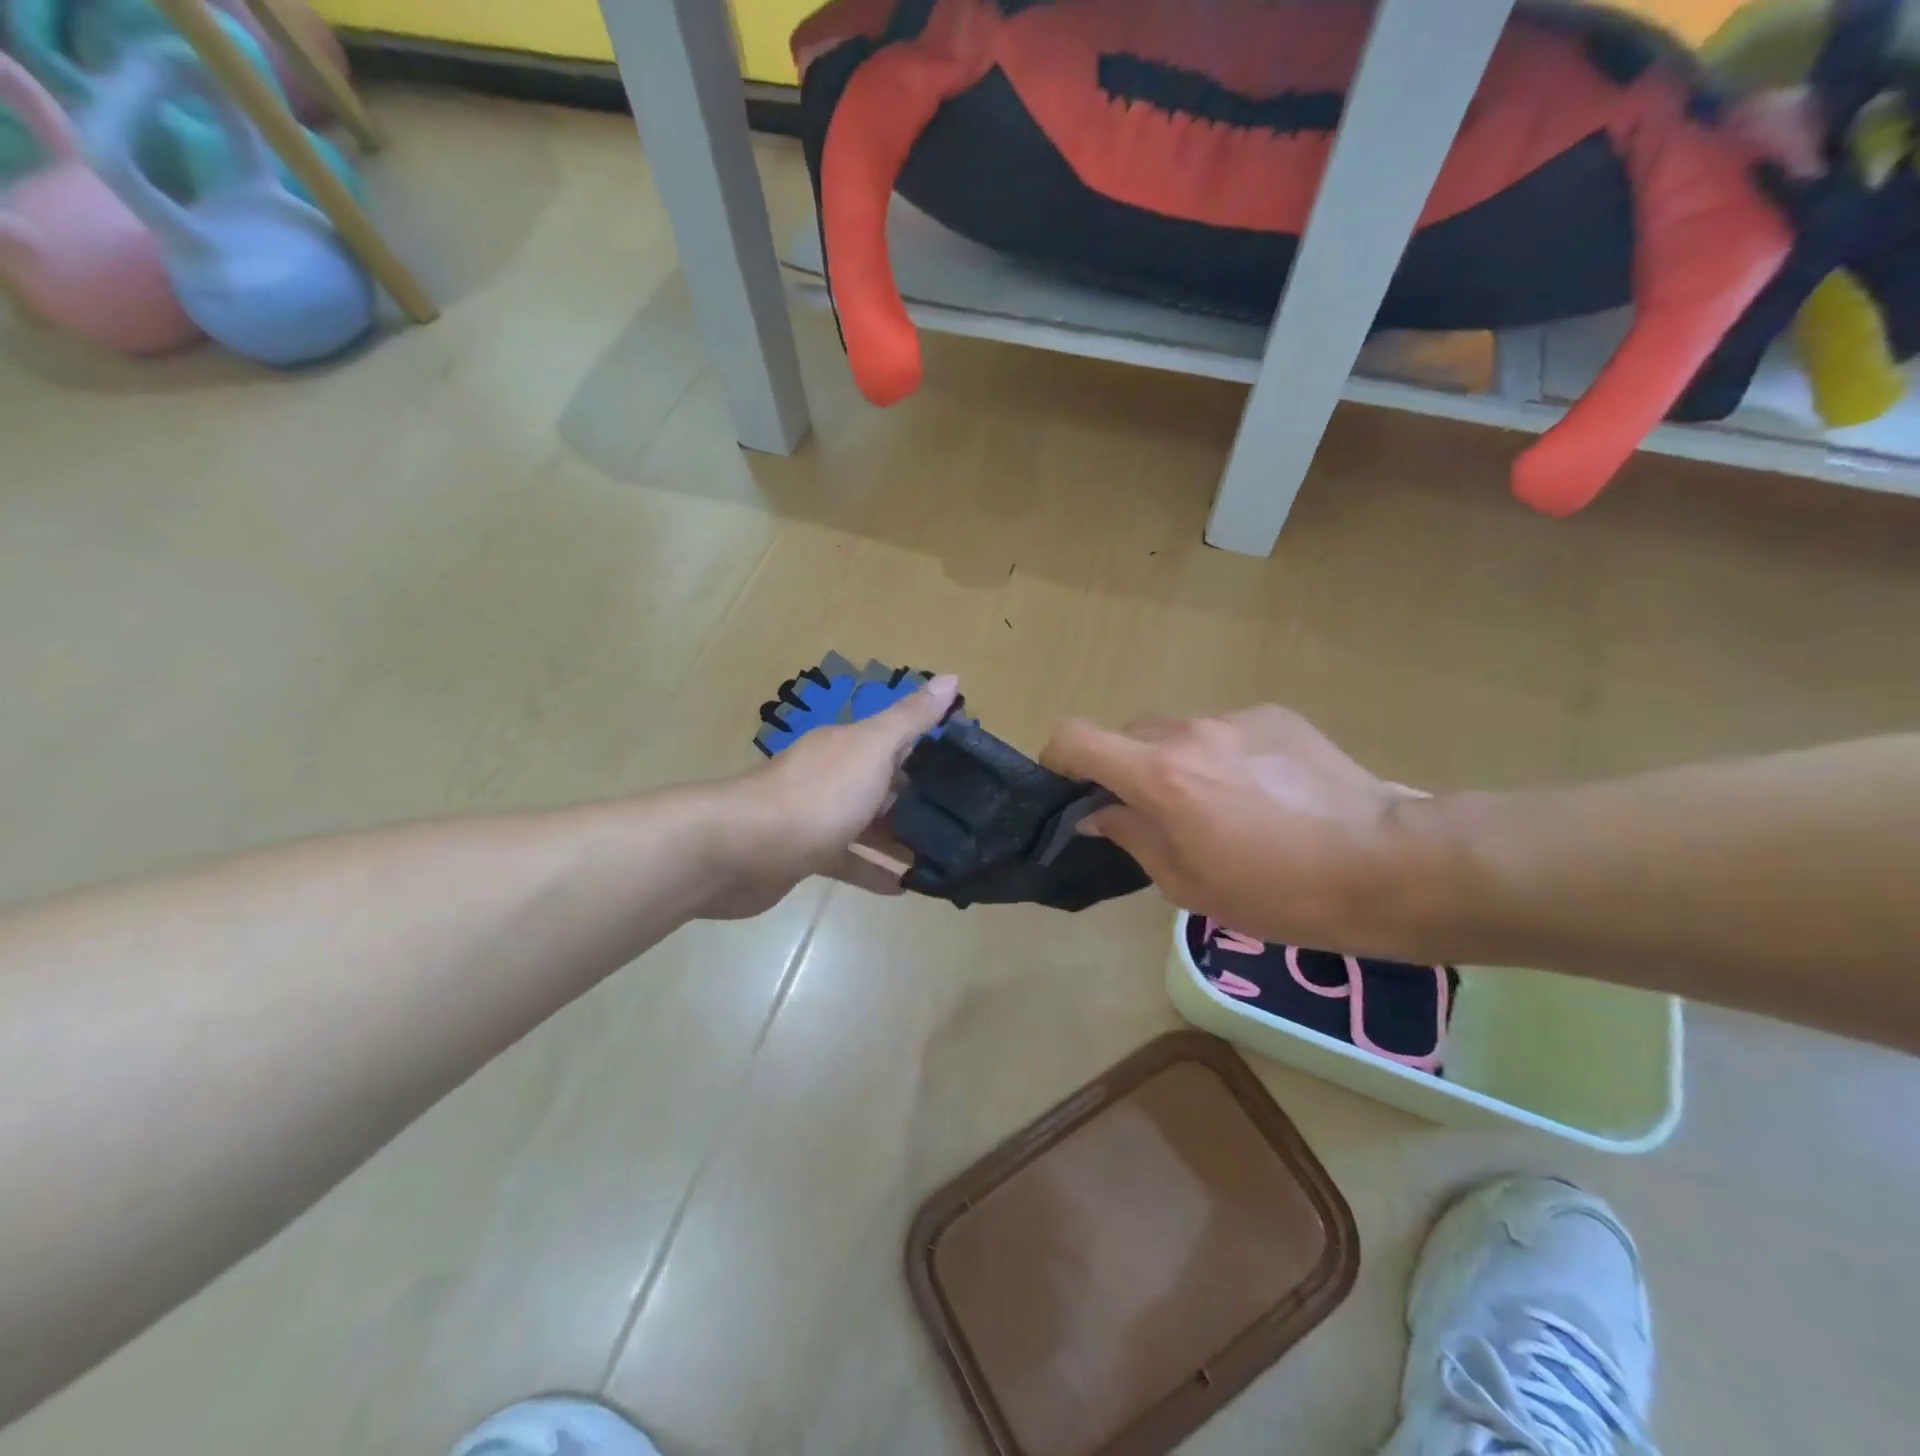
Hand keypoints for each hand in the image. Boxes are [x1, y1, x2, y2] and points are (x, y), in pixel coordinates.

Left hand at [703, 675, 959, 917]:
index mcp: (849, 746)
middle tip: (967, 822)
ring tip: (943, 858)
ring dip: (900, 839)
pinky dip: (874, 871)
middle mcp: (833, 775)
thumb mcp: (872, 749)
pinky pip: (849, 861)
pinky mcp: (806, 855)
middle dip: (921, 800)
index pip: (897, 739)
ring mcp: (817, 816)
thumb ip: (911, 718)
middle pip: (885, 784)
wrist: (742, 850)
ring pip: (868, 825)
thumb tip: (953, 677)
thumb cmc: (818, 795)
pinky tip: (903, 888)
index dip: (933, 748)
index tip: (973, 768)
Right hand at [1041, 705, 1426, 954]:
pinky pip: (1226, 730)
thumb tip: (1097, 813)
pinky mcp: (1276, 716)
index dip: (1057, 758)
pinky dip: (1223, 755)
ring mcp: (1235, 718)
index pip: (1076, 737)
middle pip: (1127, 733)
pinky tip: (1264, 793)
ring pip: (1179, 731)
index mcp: (1159, 775)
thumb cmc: (1278, 892)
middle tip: (1150, 812)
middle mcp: (1189, 731)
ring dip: (1177, 762)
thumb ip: (1131, 836)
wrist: (1387, 864)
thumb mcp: (1187, 883)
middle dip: (1123, 768)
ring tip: (1219, 806)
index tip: (1067, 789)